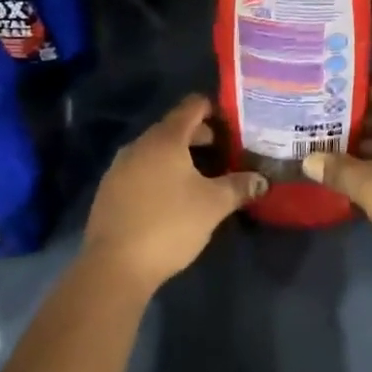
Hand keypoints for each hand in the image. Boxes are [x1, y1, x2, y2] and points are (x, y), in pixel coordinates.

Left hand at [81, 94, 266, 296]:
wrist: (114, 266)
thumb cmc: (169, 224)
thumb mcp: (213, 205)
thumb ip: (239, 186)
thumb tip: (262, 179)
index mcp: (165, 139)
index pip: (192, 106)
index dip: (214, 109)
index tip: (234, 124)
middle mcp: (139, 144)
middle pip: (174, 128)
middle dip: (200, 137)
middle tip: (226, 153)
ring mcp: (120, 167)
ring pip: (156, 151)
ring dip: (179, 157)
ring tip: (202, 178)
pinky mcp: (110, 191)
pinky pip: (141, 170)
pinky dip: (160, 174)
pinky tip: (172, 198)